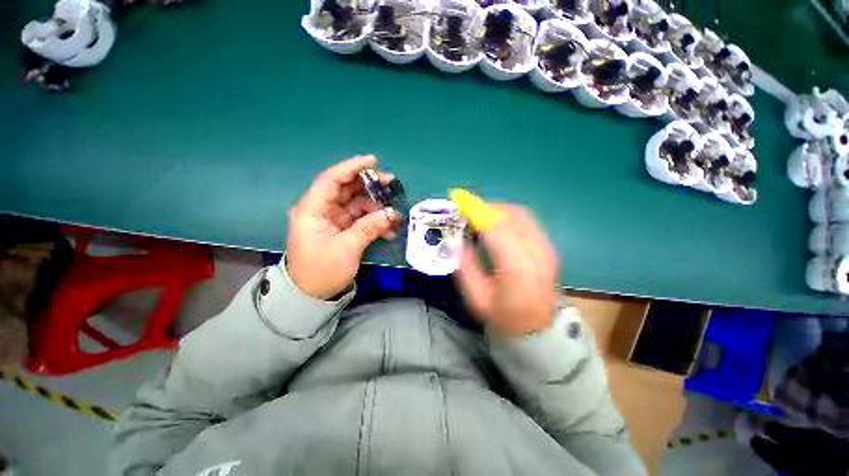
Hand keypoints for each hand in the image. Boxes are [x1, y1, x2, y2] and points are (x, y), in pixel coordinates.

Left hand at [286, 155, 399, 299]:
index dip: (352, 167)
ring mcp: (332, 219)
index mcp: (312, 209)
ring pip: (356, 203)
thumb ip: (369, 227)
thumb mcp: (347, 249)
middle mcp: (321, 209)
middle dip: (369, 185)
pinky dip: (373, 221)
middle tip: (391, 184)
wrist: (311, 295)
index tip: (373, 161)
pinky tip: (388, 230)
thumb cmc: (322, 271)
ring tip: (394, 215)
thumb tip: (391, 213)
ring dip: (376, 207)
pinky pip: (360, 218)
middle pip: (346, 188)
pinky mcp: (340, 229)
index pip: (331, 180)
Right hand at [455, 205, 559, 336]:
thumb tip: (457, 240)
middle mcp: (536, 251)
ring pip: (520, 214)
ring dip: (497, 210)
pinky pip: (527, 221)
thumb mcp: (476, 297)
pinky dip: (509, 216)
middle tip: (466, 212)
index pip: (495, 227)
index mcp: (517, 266)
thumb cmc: (504, 317)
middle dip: (485, 207)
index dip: (475, 210)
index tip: (458, 200)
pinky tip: (497, 224)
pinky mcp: (549, 247)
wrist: (539, 331)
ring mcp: (546, 248)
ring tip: (479, 217)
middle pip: (510, 215)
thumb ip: (465, 265)